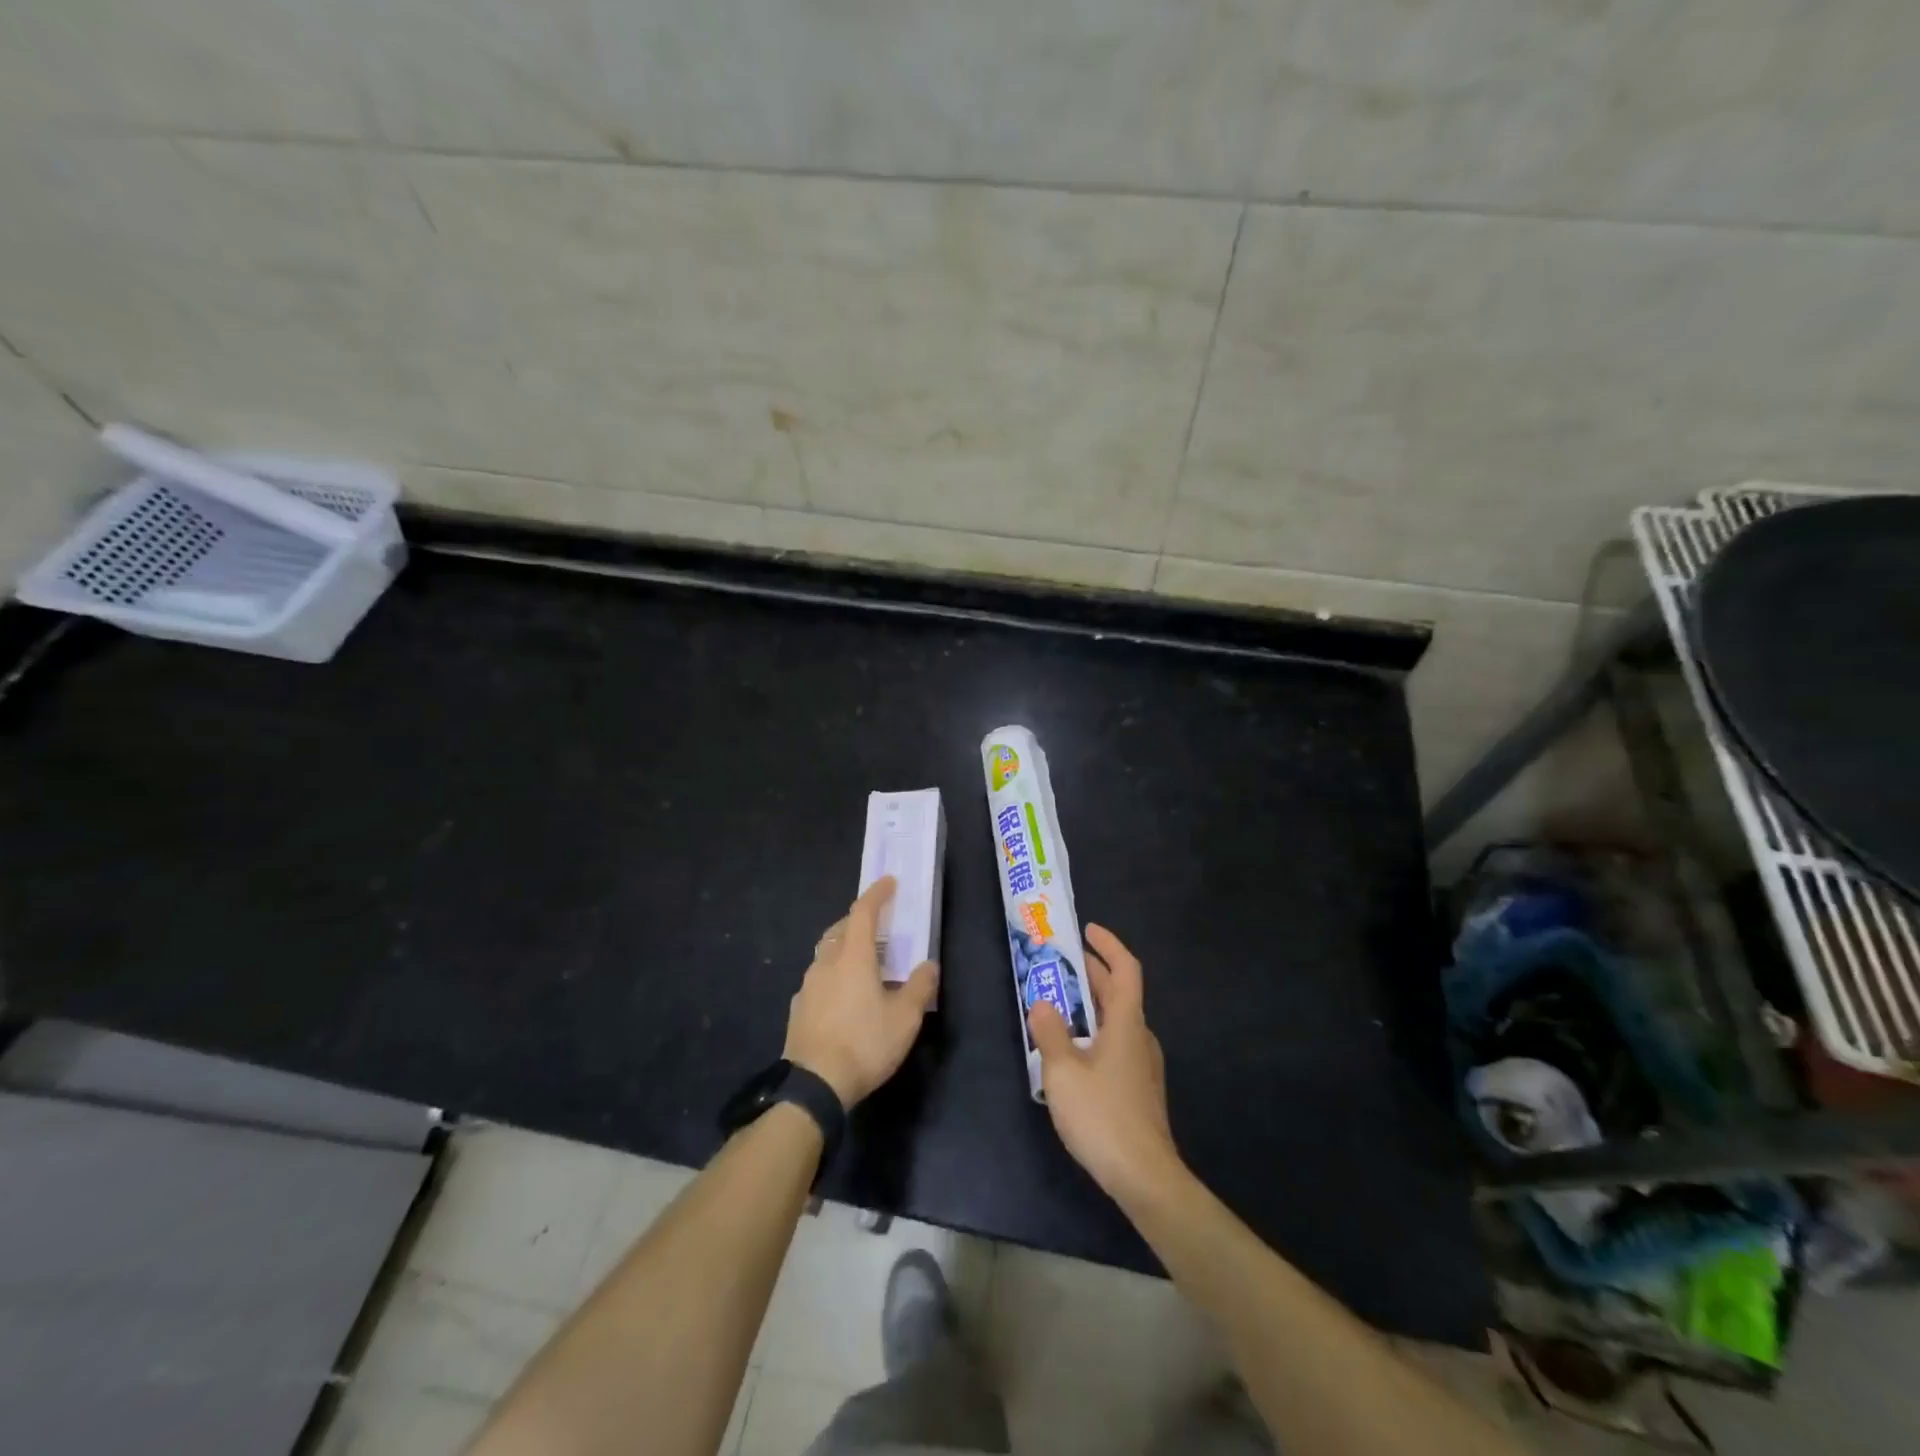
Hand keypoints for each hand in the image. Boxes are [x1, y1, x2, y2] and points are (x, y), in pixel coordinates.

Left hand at [784, 877, 938, 1107]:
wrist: (813, 1085)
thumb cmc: (864, 1043)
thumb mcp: (904, 1018)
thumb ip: (919, 987)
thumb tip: (928, 964)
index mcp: (853, 957)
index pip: (863, 912)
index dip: (876, 894)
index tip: (888, 882)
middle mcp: (826, 963)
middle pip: (840, 929)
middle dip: (857, 920)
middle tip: (876, 924)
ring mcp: (808, 985)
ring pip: (826, 953)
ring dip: (843, 947)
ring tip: (862, 960)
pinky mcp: (798, 1008)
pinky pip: (818, 978)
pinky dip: (833, 974)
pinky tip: (843, 995)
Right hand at [1028, 924, 1183, 1204]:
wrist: (1144, 1177)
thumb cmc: (1102, 1116)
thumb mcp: (1063, 1071)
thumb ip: (1050, 1032)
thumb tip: (1042, 1003)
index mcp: (1127, 1023)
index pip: (1126, 970)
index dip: (1109, 945)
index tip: (1087, 930)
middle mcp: (1140, 1036)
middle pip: (1119, 993)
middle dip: (1092, 973)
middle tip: (1061, 962)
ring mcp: (1142, 1064)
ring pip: (1117, 1020)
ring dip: (1091, 1005)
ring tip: (1058, 1004)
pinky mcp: (1139, 1088)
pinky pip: (1116, 1044)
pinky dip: (1095, 1032)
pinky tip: (1072, 1051)